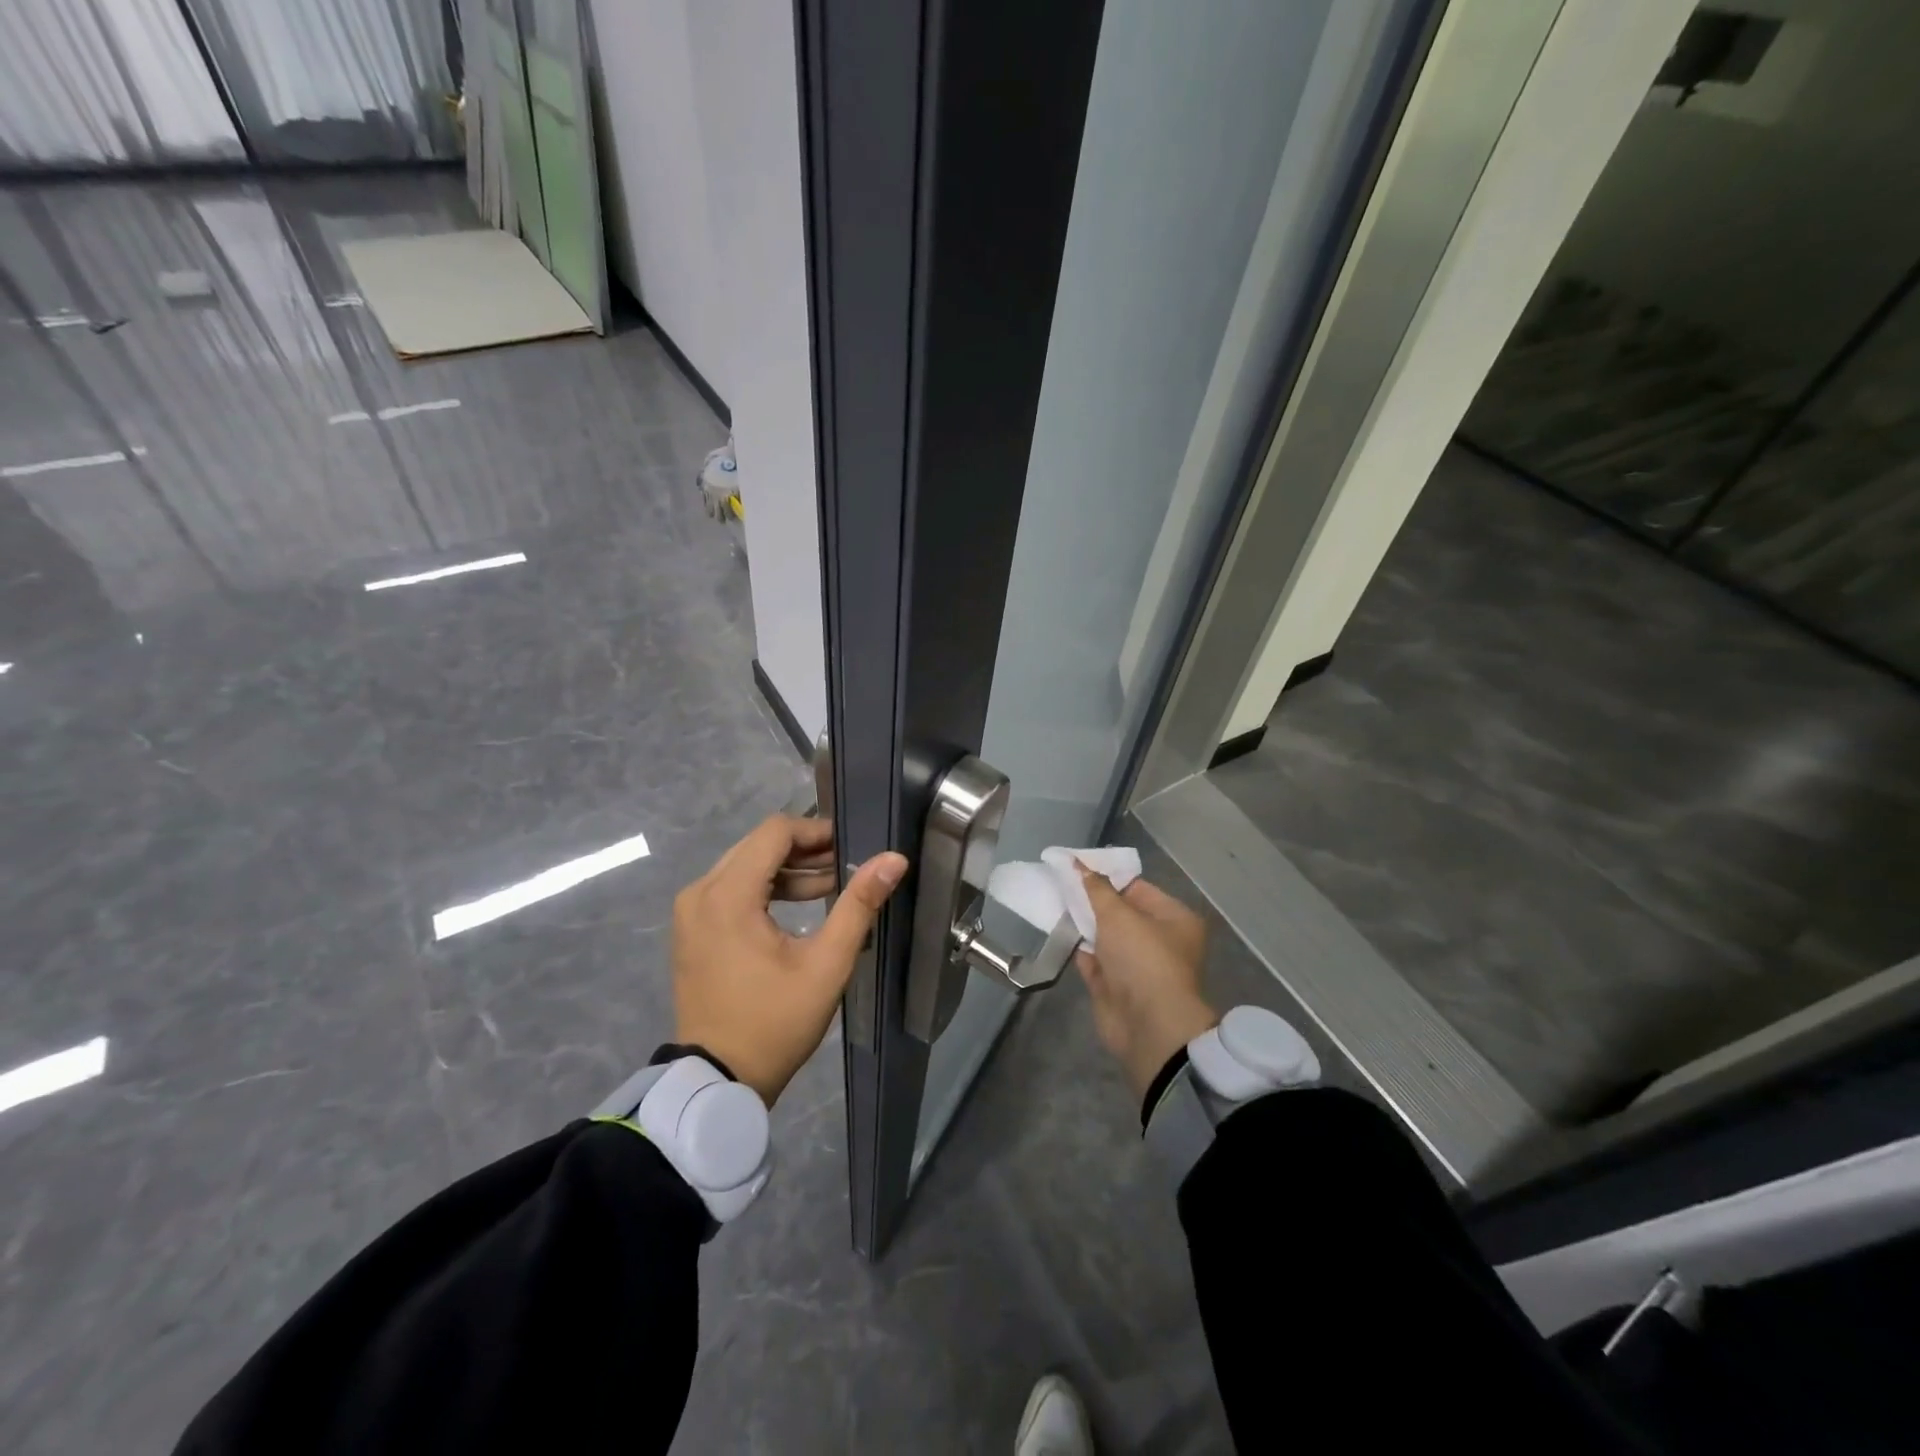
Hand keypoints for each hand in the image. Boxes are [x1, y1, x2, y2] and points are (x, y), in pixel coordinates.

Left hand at [672, 815, 907, 1104]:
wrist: (718, 1081)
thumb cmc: (775, 1022)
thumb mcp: (826, 964)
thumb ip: (859, 905)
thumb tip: (893, 859)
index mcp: (727, 895)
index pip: (775, 832)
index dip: (816, 831)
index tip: (850, 847)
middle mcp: (701, 892)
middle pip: (758, 844)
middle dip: (805, 849)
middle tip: (846, 864)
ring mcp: (691, 910)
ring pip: (745, 864)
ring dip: (788, 869)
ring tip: (833, 883)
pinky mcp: (692, 927)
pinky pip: (732, 887)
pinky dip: (766, 888)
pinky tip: (802, 903)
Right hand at [1075, 870, 1219, 1099]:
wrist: (1148, 1026)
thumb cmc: (1142, 958)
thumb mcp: (1118, 915)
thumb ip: (1095, 888)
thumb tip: (1077, 863)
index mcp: (1174, 919)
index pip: (1137, 888)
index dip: (1106, 876)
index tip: (1075, 866)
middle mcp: (1160, 940)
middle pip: (1121, 912)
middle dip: (1093, 900)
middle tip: (1060, 881)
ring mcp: (1137, 966)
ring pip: (1106, 937)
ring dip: (1084, 924)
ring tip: (1054, 901)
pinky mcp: (1116, 987)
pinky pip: (1095, 961)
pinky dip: (1079, 948)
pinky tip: (1058, 932)